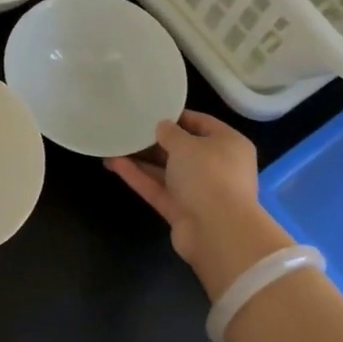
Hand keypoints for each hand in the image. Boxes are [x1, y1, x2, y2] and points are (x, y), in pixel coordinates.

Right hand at [106, 111, 294, 299]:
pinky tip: (114, 163)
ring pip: (166, 171)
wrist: (217, 231)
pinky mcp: (181, 211)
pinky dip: (138, 177)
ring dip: (141, 159)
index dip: (176, 116)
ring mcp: (198, 191)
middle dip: (155, 140)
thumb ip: (171, 132)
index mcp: (228, 144)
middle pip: (182, 149)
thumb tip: (162, 126)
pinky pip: (158, 188)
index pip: (201, 123)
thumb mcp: (187, 144)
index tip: (150, 110)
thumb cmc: (209, 175)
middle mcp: (216, 166)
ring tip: (114, 145)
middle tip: (128, 128)